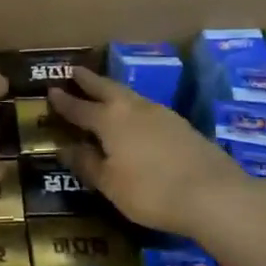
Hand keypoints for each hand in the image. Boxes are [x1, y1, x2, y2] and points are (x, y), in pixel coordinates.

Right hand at [48, 67, 265, 236]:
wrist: (214, 195)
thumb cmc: (151, 191)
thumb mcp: (110, 184)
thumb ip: (87, 164)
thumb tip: (67, 148)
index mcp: (109, 120)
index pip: (79, 107)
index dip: (63, 101)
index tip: (51, 89)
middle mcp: (133, 108)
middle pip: (106, 88)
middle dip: (89, 81)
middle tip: (75, 71)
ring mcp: (161, 114)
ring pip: (130, 95)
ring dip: (113, 91)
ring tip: (104, 92)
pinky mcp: (182, 125)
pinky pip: (148, 108)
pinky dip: (134, 107)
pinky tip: (136, 117)